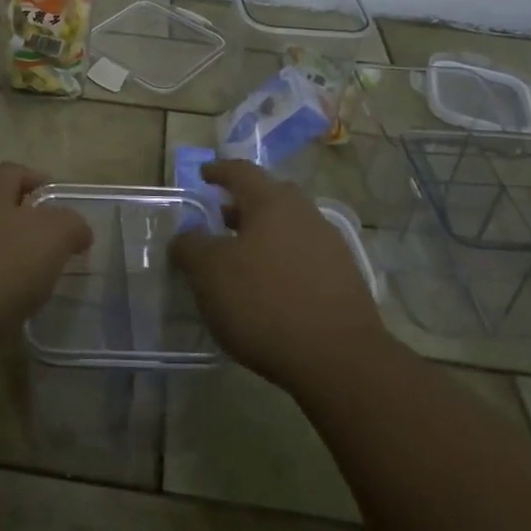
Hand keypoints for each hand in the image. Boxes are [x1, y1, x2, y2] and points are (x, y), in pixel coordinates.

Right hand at [173, 159, 387, 390]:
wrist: (338, 358)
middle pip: (270, 197)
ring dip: (264, 235)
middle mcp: (305, 214)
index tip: (203, 175)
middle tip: (220, 218)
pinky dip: (283, 262)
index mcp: (272, 202)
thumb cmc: (264, 302)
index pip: (241, 172)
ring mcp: (330, 246)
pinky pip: (305, 257)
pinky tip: (270, 288)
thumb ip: (191, 247)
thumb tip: (185, 236)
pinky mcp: (345, 280)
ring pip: (289, 228)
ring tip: (241, 258)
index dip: (219, 171)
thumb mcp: (209, 273)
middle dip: (243, 205)